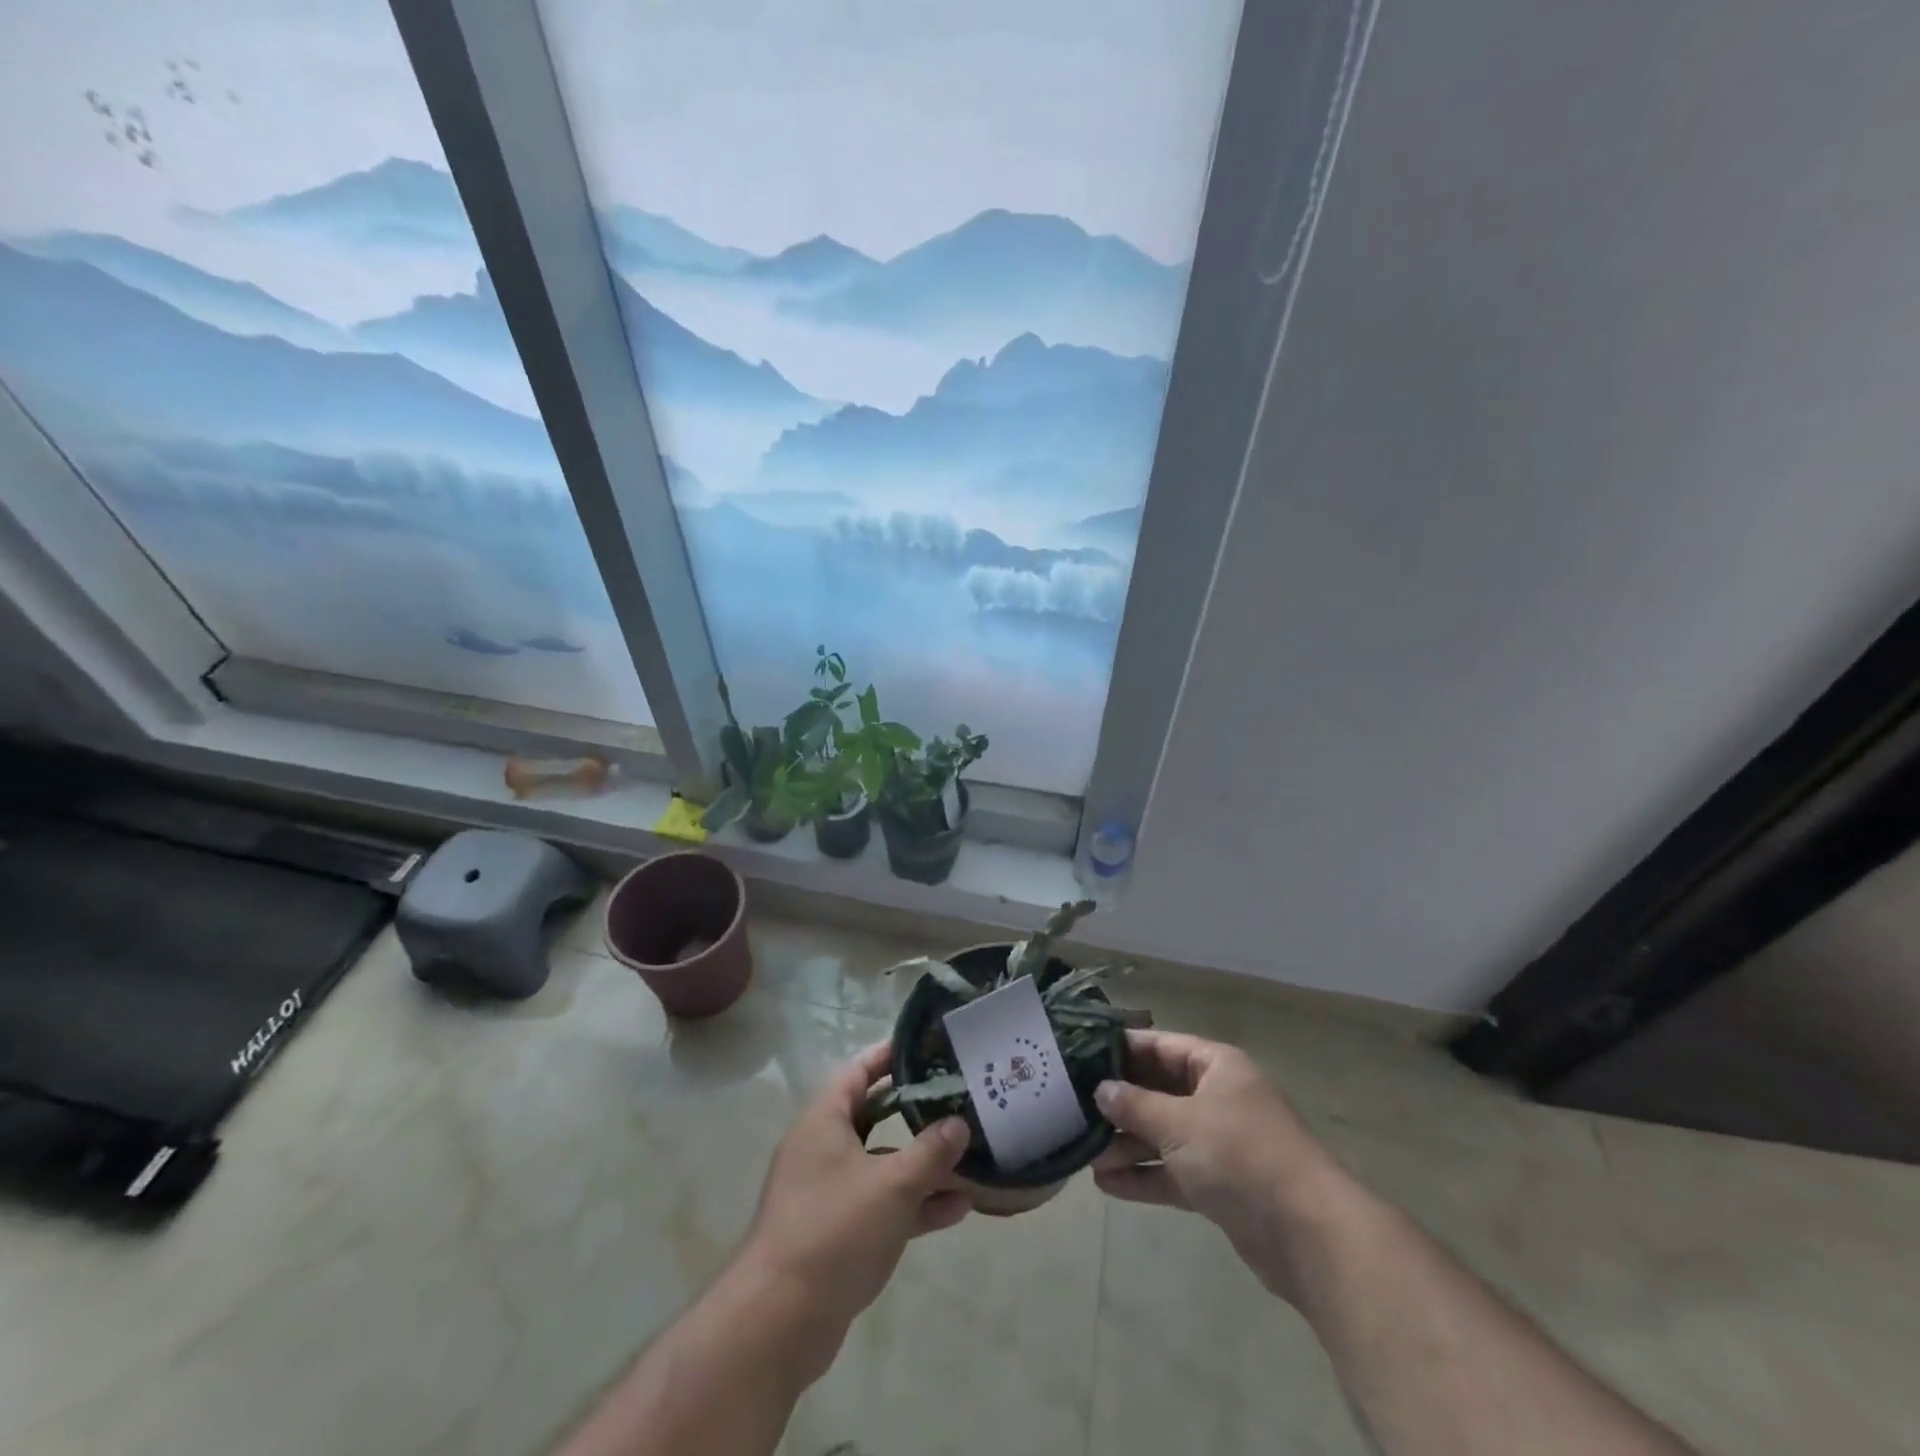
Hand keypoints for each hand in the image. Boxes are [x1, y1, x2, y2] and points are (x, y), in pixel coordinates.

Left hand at [736, 1041, 971, 1363]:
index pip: (859, 1071)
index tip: (928, 1046)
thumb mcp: (892, 1184)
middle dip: (916, 1110)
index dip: (891, 1055)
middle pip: (874, 1116)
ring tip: (970, 1157)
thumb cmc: (834, 1230)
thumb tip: (959, 1123)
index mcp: (824, 1121)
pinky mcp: (837, 1234)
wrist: (779, 1321)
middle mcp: (823, 1149)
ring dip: (923, 1164)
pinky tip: (957, 1209)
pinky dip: (914, 1204)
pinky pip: (882, 1204)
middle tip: (957, 1098)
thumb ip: (930, 1151)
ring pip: (882, 1164)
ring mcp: (829, 1193)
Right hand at [1093, 1030, 1345, 1299]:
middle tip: (1074, 1109)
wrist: (1308, 1234)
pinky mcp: (1220, 1184)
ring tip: (1086, 1155)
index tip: (1081, 1053)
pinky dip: (1144, 1176)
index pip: (1161, 1046)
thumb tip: (1101, 1090)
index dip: (1122, 1048)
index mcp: (1216, 1066)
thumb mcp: (1180, 1123)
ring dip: (1127, 1144)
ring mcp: (1220, 1142)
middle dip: (1120, 1104)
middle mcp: (1218, 1097)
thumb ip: (1135, 1105)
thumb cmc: (1240, 1155)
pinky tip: (1107, 1185)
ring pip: (1163, 1134)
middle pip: (1159, 1091)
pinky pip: (1173, 1171)